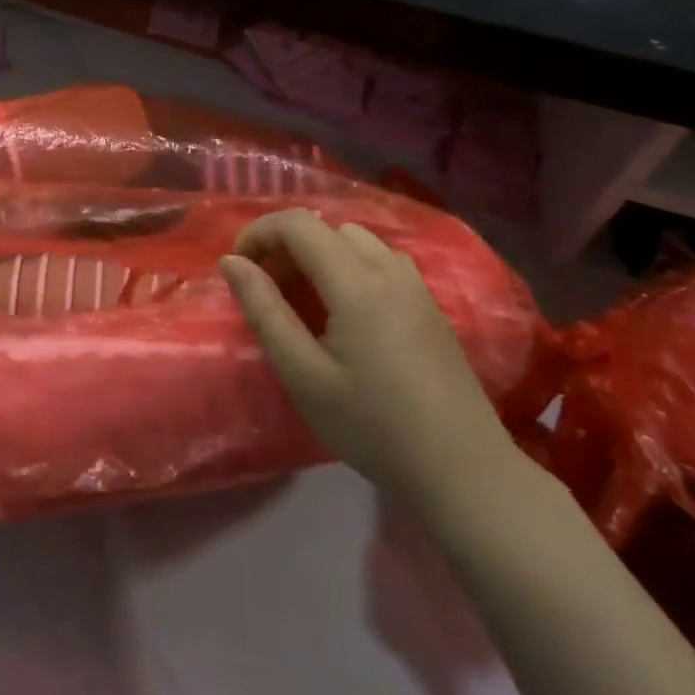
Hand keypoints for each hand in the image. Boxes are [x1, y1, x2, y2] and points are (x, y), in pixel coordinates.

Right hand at [219, 210, 523, 507]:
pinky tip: (347, 311)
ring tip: (304, 299)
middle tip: (267, 290)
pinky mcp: (430, 305)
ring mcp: (416, 285)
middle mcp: (388, 270)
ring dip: (320, 253)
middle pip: (327, 228)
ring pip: (357, 241)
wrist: (464, 470)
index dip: (259, 233)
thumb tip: (231, 262)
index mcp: (356, 282)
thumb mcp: (303, 374)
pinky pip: (382, 261)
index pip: (298, 224)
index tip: (238, 268)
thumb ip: (264, 311)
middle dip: (287, 245)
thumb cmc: (372, 425)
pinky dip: (350, 266)